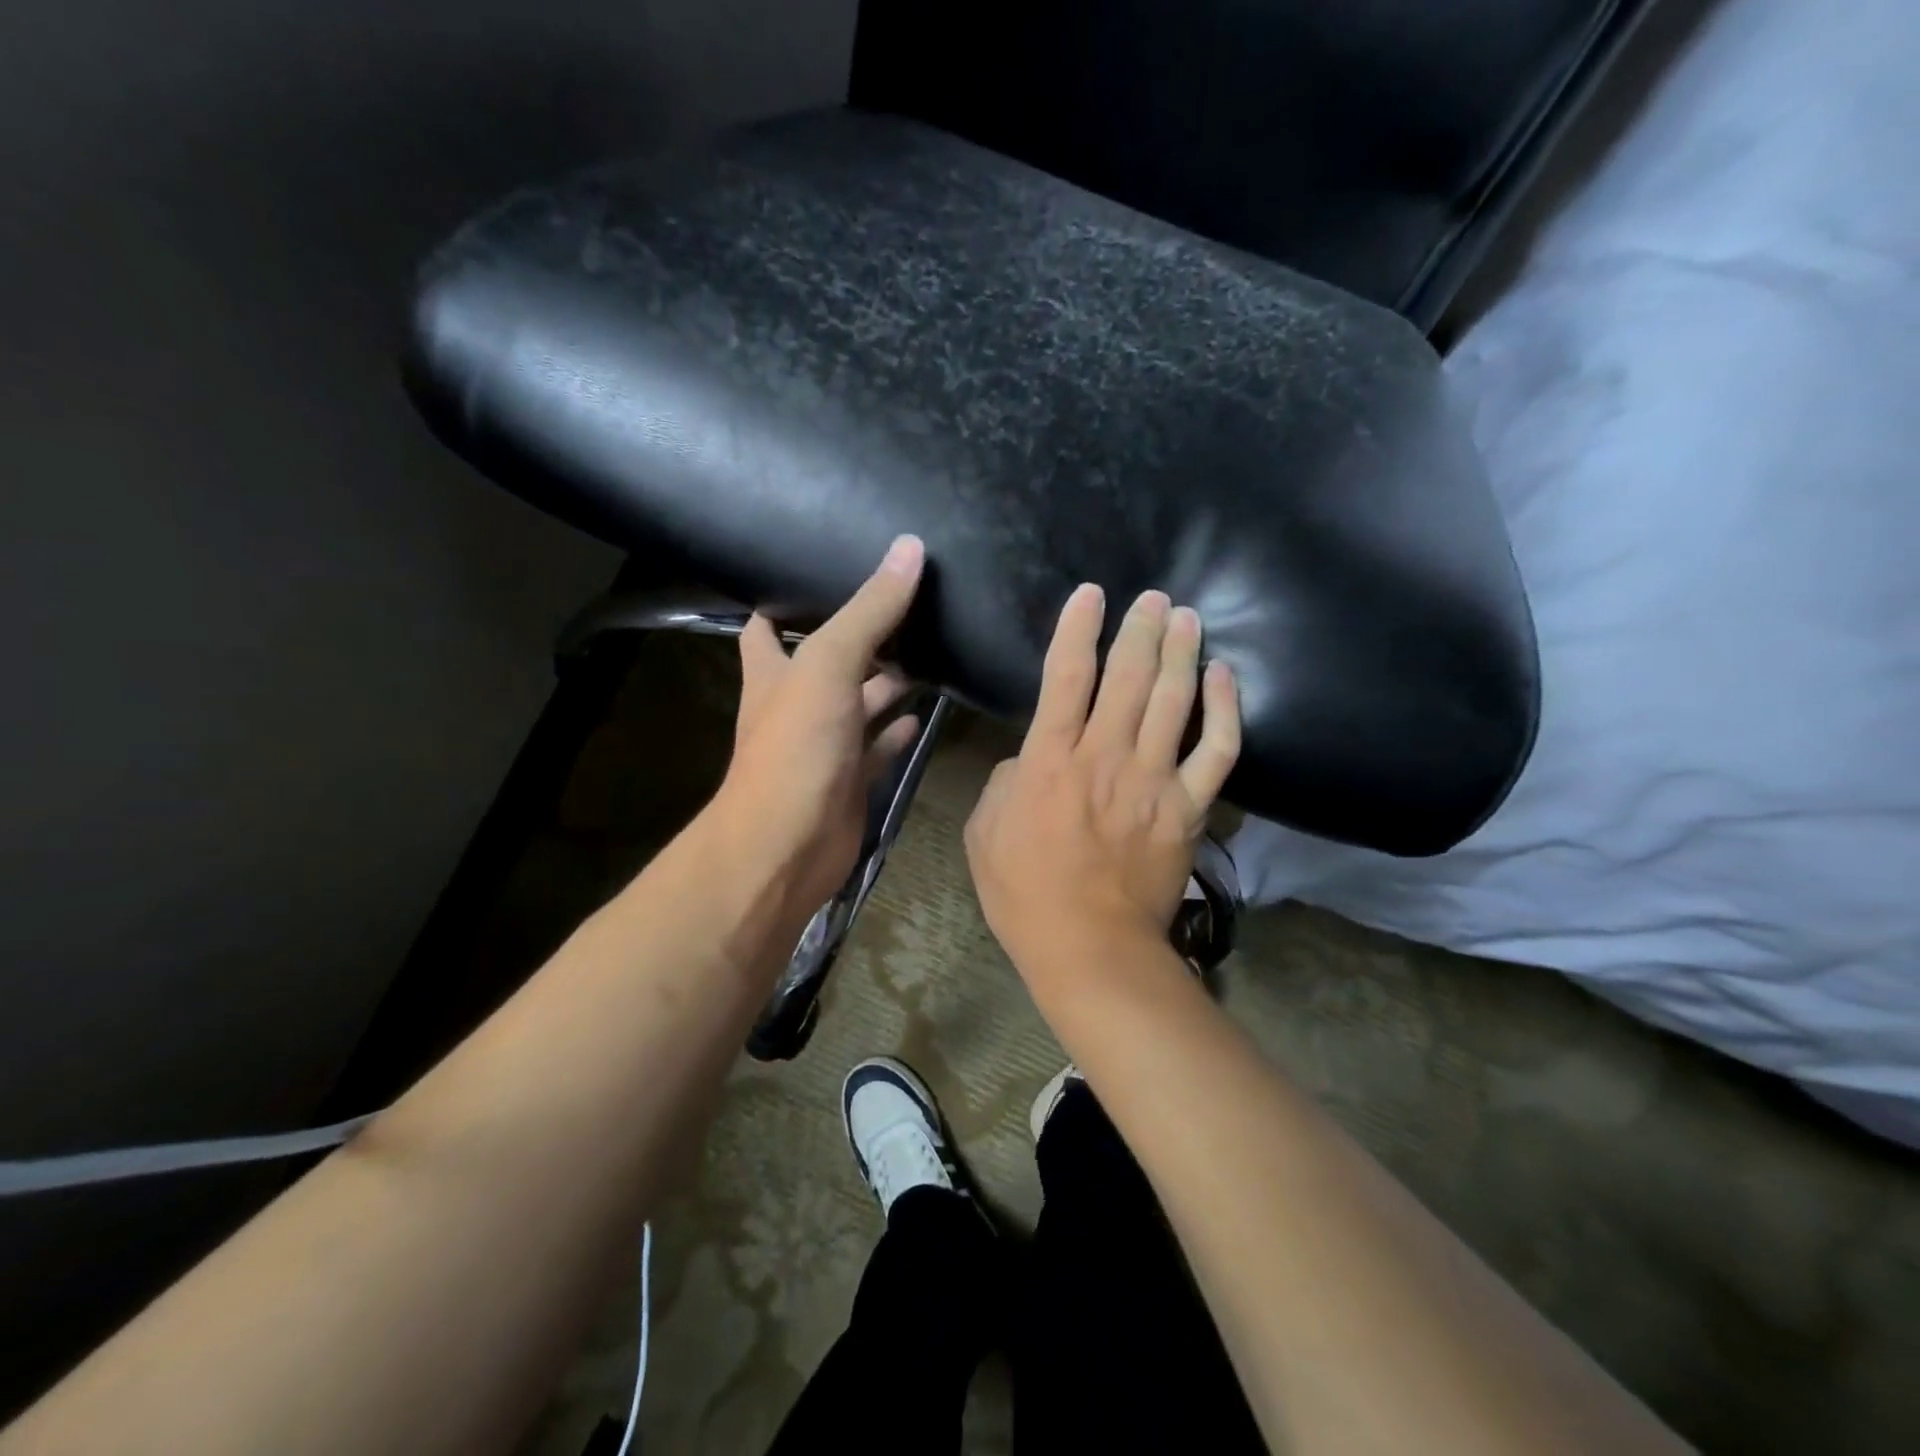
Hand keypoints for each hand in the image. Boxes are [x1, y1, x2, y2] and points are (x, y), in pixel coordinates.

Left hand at [711, 536, 926, 920]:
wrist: (788, 847)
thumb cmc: (795, 748)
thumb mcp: (828, 666)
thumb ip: (869, 611)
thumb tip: (909, 548)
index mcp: (773, 671)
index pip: (768, 624)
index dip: (788, 599)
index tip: (828, 571)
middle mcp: (795, 704)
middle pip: (827, 660)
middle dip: (860, 636)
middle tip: (907, 605)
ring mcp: (824, 744)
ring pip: (859, 703)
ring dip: (887, 683)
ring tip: (931, 649)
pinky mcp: (851, 778)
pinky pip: (878, 747)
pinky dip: (897, 731)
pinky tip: (923, 714)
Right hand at [964, 584, 1240, 983]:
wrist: (1089, 946)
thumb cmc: (1024, 892)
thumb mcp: (984, 831)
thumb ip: (1004, 781)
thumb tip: (1029, 759)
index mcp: (1050, 759)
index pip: (1065, 676)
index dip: (1077, 628)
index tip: (1091, 594)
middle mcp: (1105, 756)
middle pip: (1128, 677)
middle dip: (1140, 629)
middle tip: (1155, 597)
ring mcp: (1153, 780)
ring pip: (1174, 700)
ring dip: (1181, 652)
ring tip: (1187, 617)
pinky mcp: (1187, 808)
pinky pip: (1217, 750)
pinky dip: (1226, 709)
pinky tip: (1225, 675)